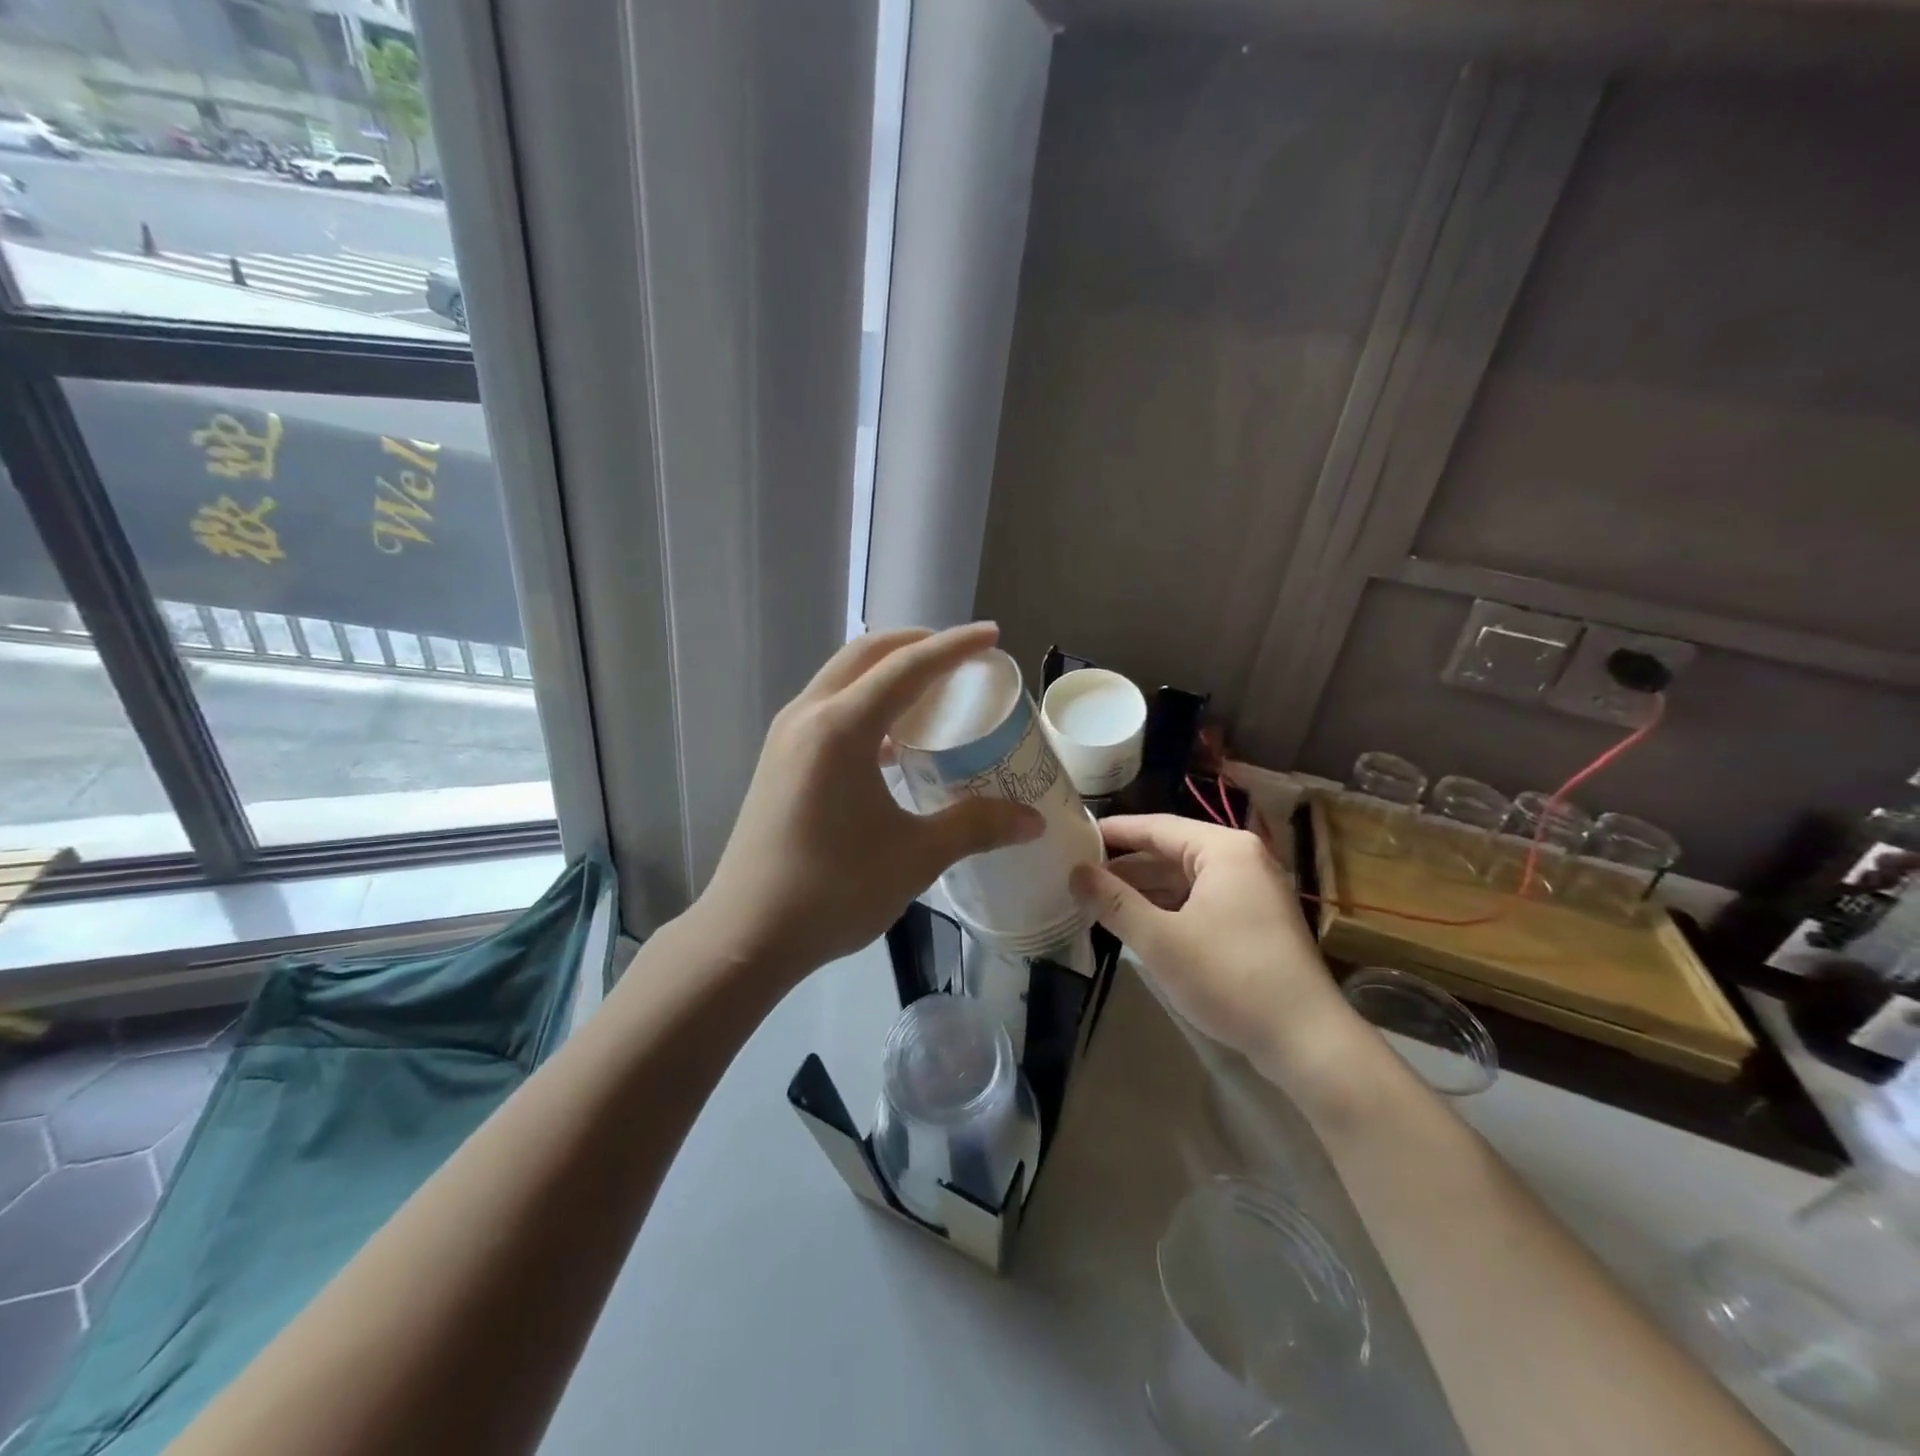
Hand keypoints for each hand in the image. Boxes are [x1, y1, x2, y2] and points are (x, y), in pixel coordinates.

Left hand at [693, 624, 1044, 979]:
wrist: (745, 935)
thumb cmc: (832, 891)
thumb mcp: (914, 857)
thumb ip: (975, 827)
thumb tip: (1032, 820)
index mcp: (841, 728)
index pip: (908, 667)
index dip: (954, 647)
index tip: (991, 635)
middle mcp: (808, 717)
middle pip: (866, 656)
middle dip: (915, 645)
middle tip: (961, 657)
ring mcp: (786, 738)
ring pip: (842, 680)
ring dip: (886, 673)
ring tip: (931, 693)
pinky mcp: (778, 762)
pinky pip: (828, 710)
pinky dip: (865, 706)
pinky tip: (892, 744)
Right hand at [1069, 815, 1352, 1071]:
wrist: (1306, 1040)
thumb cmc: (1230, 977)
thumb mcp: (1160, 940)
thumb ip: (1114, 902)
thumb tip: (1075, 873)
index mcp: (1224, 849)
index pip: (1156, 826)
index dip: (1114, 832)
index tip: (1075, 837)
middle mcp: (1242, 859)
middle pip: (1171, 850)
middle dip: (1126, 865)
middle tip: (1079, 873)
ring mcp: (1254, 890)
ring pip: (1186, 878)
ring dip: (1145, 889)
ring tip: (1099, 899)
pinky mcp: (1256, 921)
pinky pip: (1202, 900)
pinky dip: (1170, 907)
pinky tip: (1140, 923)